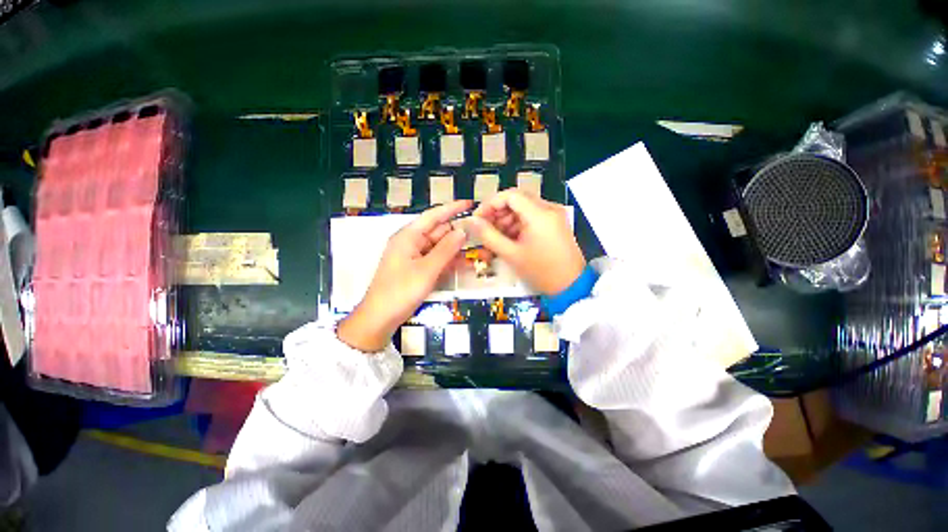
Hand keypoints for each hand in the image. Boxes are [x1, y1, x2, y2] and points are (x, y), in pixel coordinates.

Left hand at [338, 200, 472, 351]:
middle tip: (480, 233)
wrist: (380, 318)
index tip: (470, 203)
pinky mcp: (416, 269)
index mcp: (408, 236)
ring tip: (476, 249)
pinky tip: (462, 263)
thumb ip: (446, 249)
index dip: (452, 208)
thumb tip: (462, 230)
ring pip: (438, 247)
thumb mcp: (426, 270)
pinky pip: (435, 259)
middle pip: (438, 231)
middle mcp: (411, 242)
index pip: (433, 216)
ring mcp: (413, 256)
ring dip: (455, 248)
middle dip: (457, 232)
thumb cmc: (401, 291)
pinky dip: (447, 260)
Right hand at [468, 190, 584, 294]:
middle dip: (497, 212)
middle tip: (486, 228)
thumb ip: (488, 235)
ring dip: (507, 218)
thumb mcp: (511, 254)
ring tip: (497, 237)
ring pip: (523, 207)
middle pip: (516, 199)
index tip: (478, 218)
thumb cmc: (541, 271)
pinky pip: (532, 215)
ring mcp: (553, 214)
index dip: (489, 204)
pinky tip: (511, 238)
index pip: (509, 195)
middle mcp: (548, 208)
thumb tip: (471, 221)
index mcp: (539, 214)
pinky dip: (518, 223)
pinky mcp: (555, 222)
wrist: (571, 286)